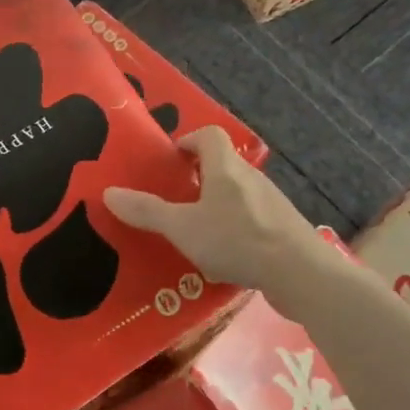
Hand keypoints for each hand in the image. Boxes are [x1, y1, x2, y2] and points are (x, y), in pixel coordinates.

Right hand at [105, 126, 316, 289]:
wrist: (300, 273)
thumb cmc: (237, 240)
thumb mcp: (182, 227)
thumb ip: (147, 211)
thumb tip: (108, 192)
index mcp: (226, 168)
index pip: (210, 135)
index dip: (189, 140)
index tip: (172, 159)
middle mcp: (251, 178)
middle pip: (224, 165)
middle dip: (200, 177)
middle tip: (176, 198)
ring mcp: (271, 203)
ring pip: (239, 194)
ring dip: (218, 204)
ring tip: (196, 230)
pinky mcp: (284, 229)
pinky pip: (253, 219)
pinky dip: (236, 228)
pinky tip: (225, 256)